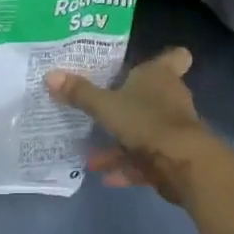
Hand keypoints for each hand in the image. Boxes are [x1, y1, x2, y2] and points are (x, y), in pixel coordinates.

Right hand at [44, 47, 216, 206]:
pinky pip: (145, 159)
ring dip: (120, 142)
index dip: (166, 57)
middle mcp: (170, 97)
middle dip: (128, 101)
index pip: (174, 57)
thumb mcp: (106, 106)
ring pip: (144, 129)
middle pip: (152, 94)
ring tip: (91, 154)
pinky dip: (127, 166)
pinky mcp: (172, 156)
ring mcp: (173, 128)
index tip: (150, 60)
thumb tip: (50, 74)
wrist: (183, 165)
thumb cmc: (146, 120)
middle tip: (101, 104)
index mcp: (160, 75)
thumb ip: (80, 93)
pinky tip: (104, 177)